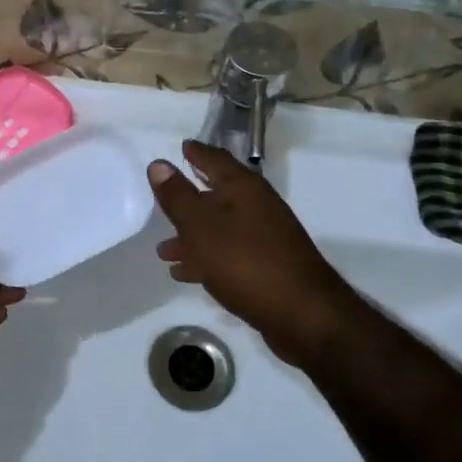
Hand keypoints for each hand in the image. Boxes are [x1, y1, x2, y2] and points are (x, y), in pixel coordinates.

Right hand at [149, 140, 364, 369]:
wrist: (302, 314)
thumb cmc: (245, 262)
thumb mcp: (200, 226)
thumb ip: (177, 196)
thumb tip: (158, 164)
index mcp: (243, 188)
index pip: (215, 159)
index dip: (196, 152)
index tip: (181, 147)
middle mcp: (257, 206)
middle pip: (217, 194)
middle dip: (187, 200)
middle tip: (162, 202)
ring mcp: (265, 236)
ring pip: (220, 228)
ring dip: (192, 236)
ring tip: (164, 252)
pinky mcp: (267, 265)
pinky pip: (228, 253)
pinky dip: (206, 258)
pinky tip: (185, 274)